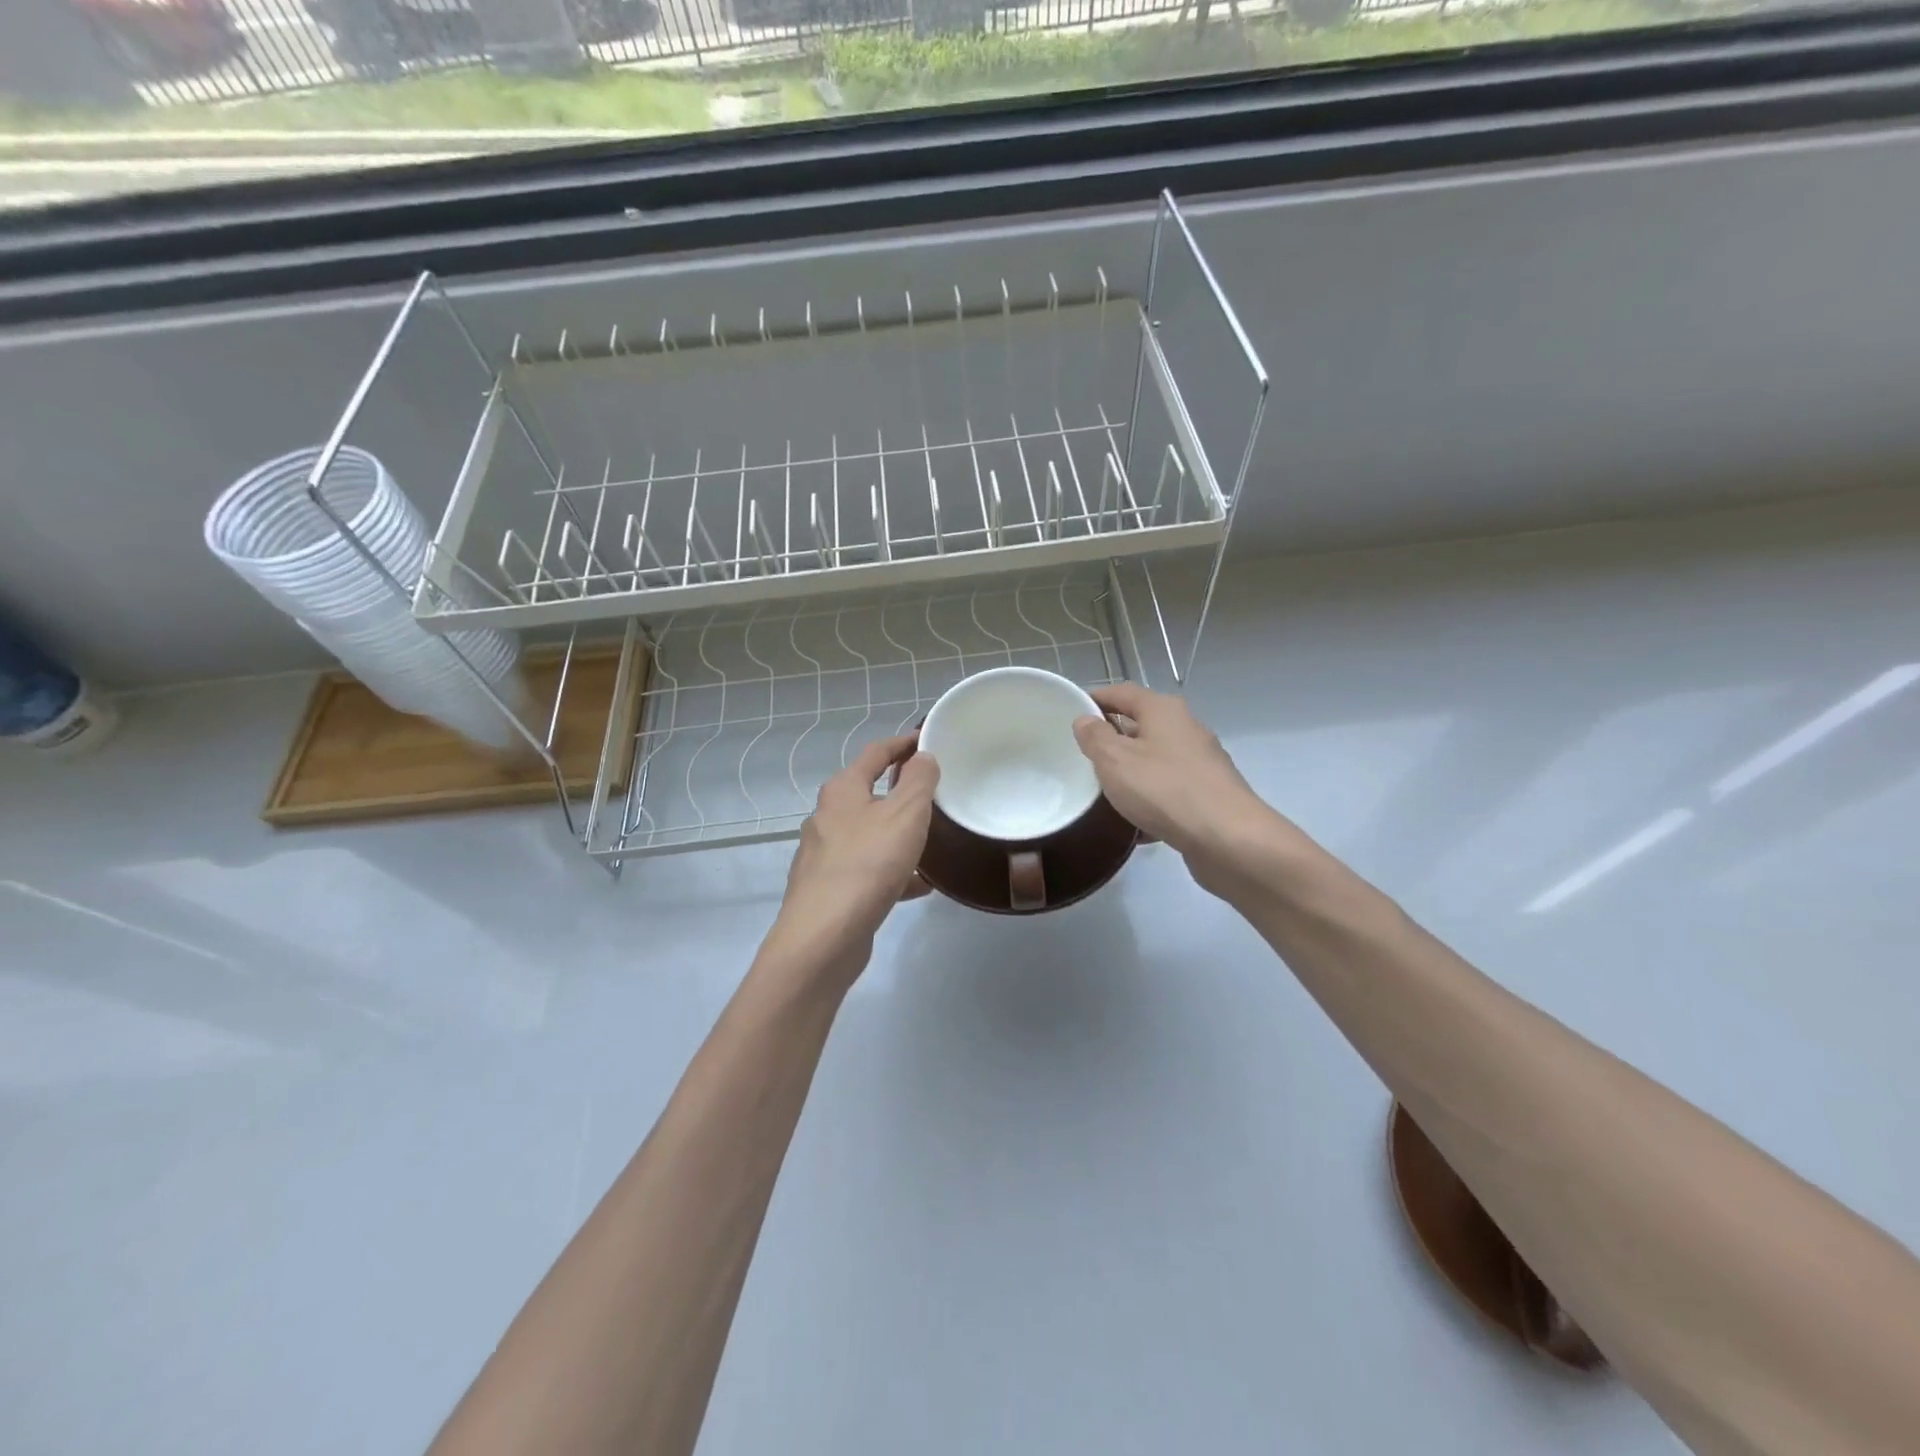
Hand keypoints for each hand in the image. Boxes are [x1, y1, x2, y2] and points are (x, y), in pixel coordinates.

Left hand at [765, 734, 938, 987]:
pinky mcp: (831, 889)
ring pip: (871, 835)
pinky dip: (894, 871)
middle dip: (901, 792)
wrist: (824, 936)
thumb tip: (922, 756)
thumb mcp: (905, 813)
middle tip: (935, 793)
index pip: (875, 753)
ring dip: (899, 835)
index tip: (926, 740)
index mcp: (842, 790)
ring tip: (933, 842)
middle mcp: (828, 817)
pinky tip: (920, 886)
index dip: (902, 744)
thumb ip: (918, 780)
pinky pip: (869, 870)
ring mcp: (825, 855)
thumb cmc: (867, 864)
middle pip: (869, 794)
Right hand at [1072, 683, 1292, 893]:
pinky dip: (1149, 800)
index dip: (1095, 699)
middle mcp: (1186, 728)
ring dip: (1130, 773)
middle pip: (1140, 725)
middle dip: (1111, 739)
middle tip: (1081, 757)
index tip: (1070, 713)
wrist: (1227, 839)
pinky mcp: (1207, 794)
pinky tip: (1133, 823)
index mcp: (1163, 710)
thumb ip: (1095, 737)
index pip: (1122, 692)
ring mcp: (1200, 762)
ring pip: (1154, 760)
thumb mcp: (1115, 760)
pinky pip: (1168, 790)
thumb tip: (1085, 720)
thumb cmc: (1164, 789)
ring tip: (1102, 791)